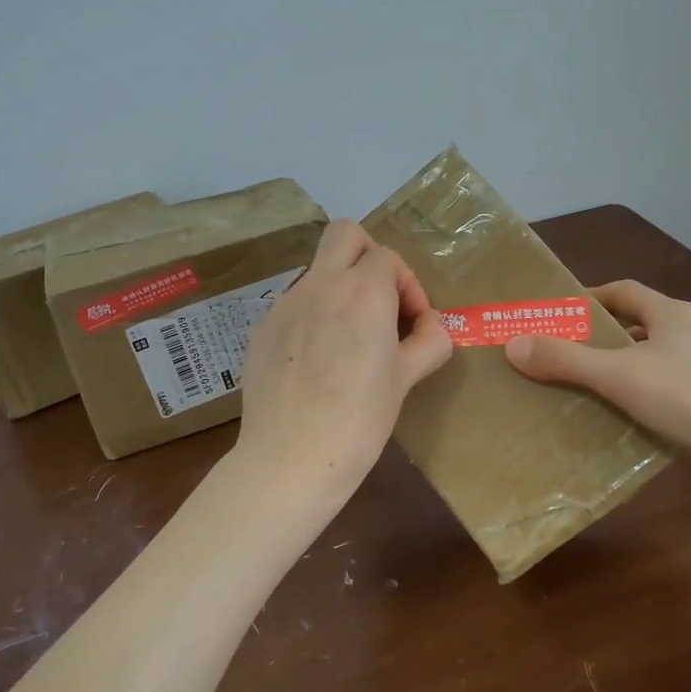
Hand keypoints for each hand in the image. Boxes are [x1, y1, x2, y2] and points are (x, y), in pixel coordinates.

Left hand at [235, 219, 453, 500]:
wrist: (291, 458)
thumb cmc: (360, 419)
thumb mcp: (407, 379)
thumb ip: (429, 341)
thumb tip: (429, 325)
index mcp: (362, 292)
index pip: (387, 257)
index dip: (407, 284)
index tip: (411, 322)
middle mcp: (320, 285)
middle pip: (344, 233)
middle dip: (368, 255)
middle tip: (379, 301)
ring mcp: (284, 304)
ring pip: (317, 271)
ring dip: (339, 288)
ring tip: (348, 341)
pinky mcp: (261, 328)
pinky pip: (294, 305)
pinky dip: (312, 317)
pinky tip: (315, 362)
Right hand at [504, 280, 690, 462]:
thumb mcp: (618, 376)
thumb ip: (566, 360)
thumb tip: (513, 344)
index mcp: (671, 313)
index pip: (623, 291)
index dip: (590, 299)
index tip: (559, 314)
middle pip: (639, 325)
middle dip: (603, 338)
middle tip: (564, 356)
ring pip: (657, 360)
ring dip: (625, 370)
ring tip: (588, 391)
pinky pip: (674, 390)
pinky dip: (648, 398)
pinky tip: (629, 421)